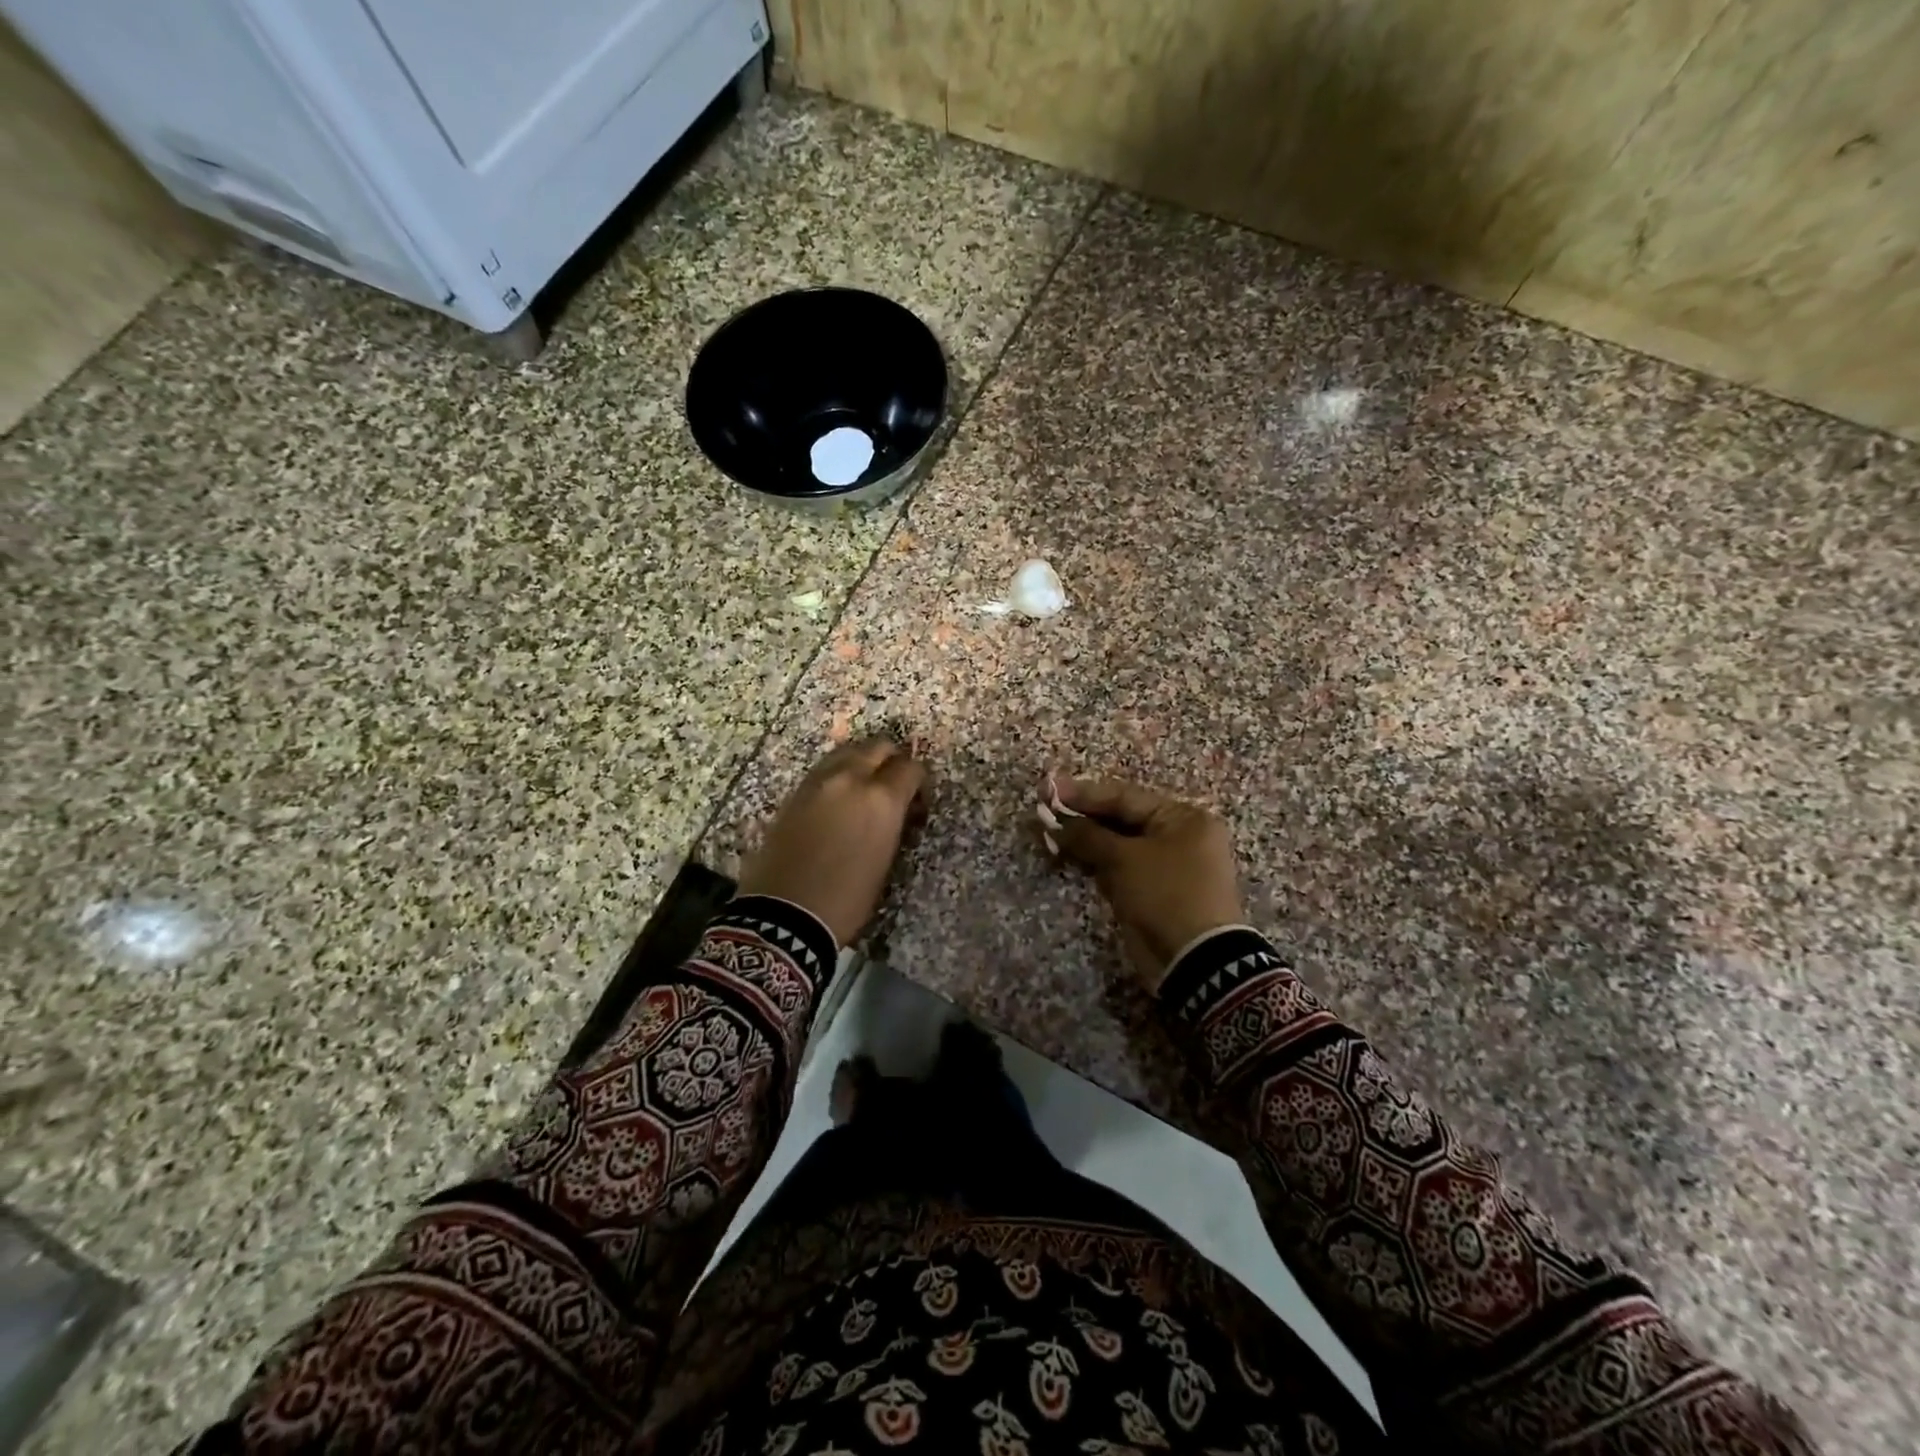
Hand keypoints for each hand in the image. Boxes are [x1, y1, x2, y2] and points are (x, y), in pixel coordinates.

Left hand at [738, 739, 927, 946]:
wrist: (784, 915)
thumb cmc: (847, 899)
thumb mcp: (885, 861)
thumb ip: (893, 822)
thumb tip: (897, 808)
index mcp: (881, 799)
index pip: (910, 767)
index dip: (918, 781)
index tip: (917, 800)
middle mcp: (850, 779)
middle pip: (877, 747)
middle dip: (891, 760)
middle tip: (893, 784)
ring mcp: (818, 782)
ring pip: (847, 752)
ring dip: (861, 762)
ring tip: (865, 788)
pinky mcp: (794, 792)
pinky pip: (824, 769)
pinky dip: (838, 774)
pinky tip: (838, 798)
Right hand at [1045, 776, 1244, 989]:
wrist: (1196, 961)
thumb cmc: (1165, 894)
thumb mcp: (1124, 859)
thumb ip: (1087, 835)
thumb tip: (1053, 821)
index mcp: (1183, 818)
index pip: (1125, 797)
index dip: (1083, 793)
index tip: (1048, 789)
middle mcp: (1179, 836)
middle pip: (1121, 819)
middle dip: (1082, 817)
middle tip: (1044, 810)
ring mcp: (1167, 866)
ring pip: (1118, 845)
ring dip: (1085, 840)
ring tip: (1049, 832)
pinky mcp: (1154, 891)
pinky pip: (1120, 868)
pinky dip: (1096, 862)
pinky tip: (1066, 854)